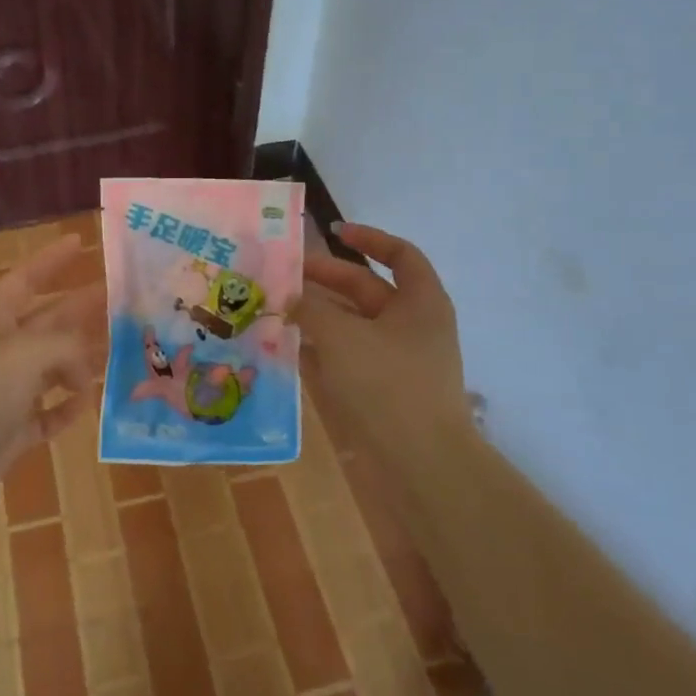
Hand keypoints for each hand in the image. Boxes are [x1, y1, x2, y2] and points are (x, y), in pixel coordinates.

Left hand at [0, 234, 105, 512]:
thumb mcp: (24, 354)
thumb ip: (65, 347)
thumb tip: (83, 369)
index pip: (25, 280)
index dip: (51, 260)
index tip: (81, 242)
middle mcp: (1, 352)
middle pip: (49, 322)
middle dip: (82, 308)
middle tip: (122, 298)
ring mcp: (7, 393)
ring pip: (53, 367)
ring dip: (83, 360)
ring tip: (121, 350)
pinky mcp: (13, 431)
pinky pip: (49, 414)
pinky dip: (67, 409)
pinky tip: (88, 404)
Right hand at [295, 224, 473, 459]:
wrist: (420, 464)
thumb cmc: (387, 384)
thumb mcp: (342, 336)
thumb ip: (311, 309)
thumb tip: (290, 296)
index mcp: (420, 302)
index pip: (399, 254)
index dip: (368, 238)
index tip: (332, 232)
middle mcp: (411, 326)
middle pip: (366, 290)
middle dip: (325, 280)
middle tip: (283, 276)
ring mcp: (397, 360)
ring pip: (352, 325)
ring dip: (316, 316)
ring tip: (275, 308)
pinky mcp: (380, 390)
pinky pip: (346, 358)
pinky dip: (320, 349)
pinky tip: (286, 347)